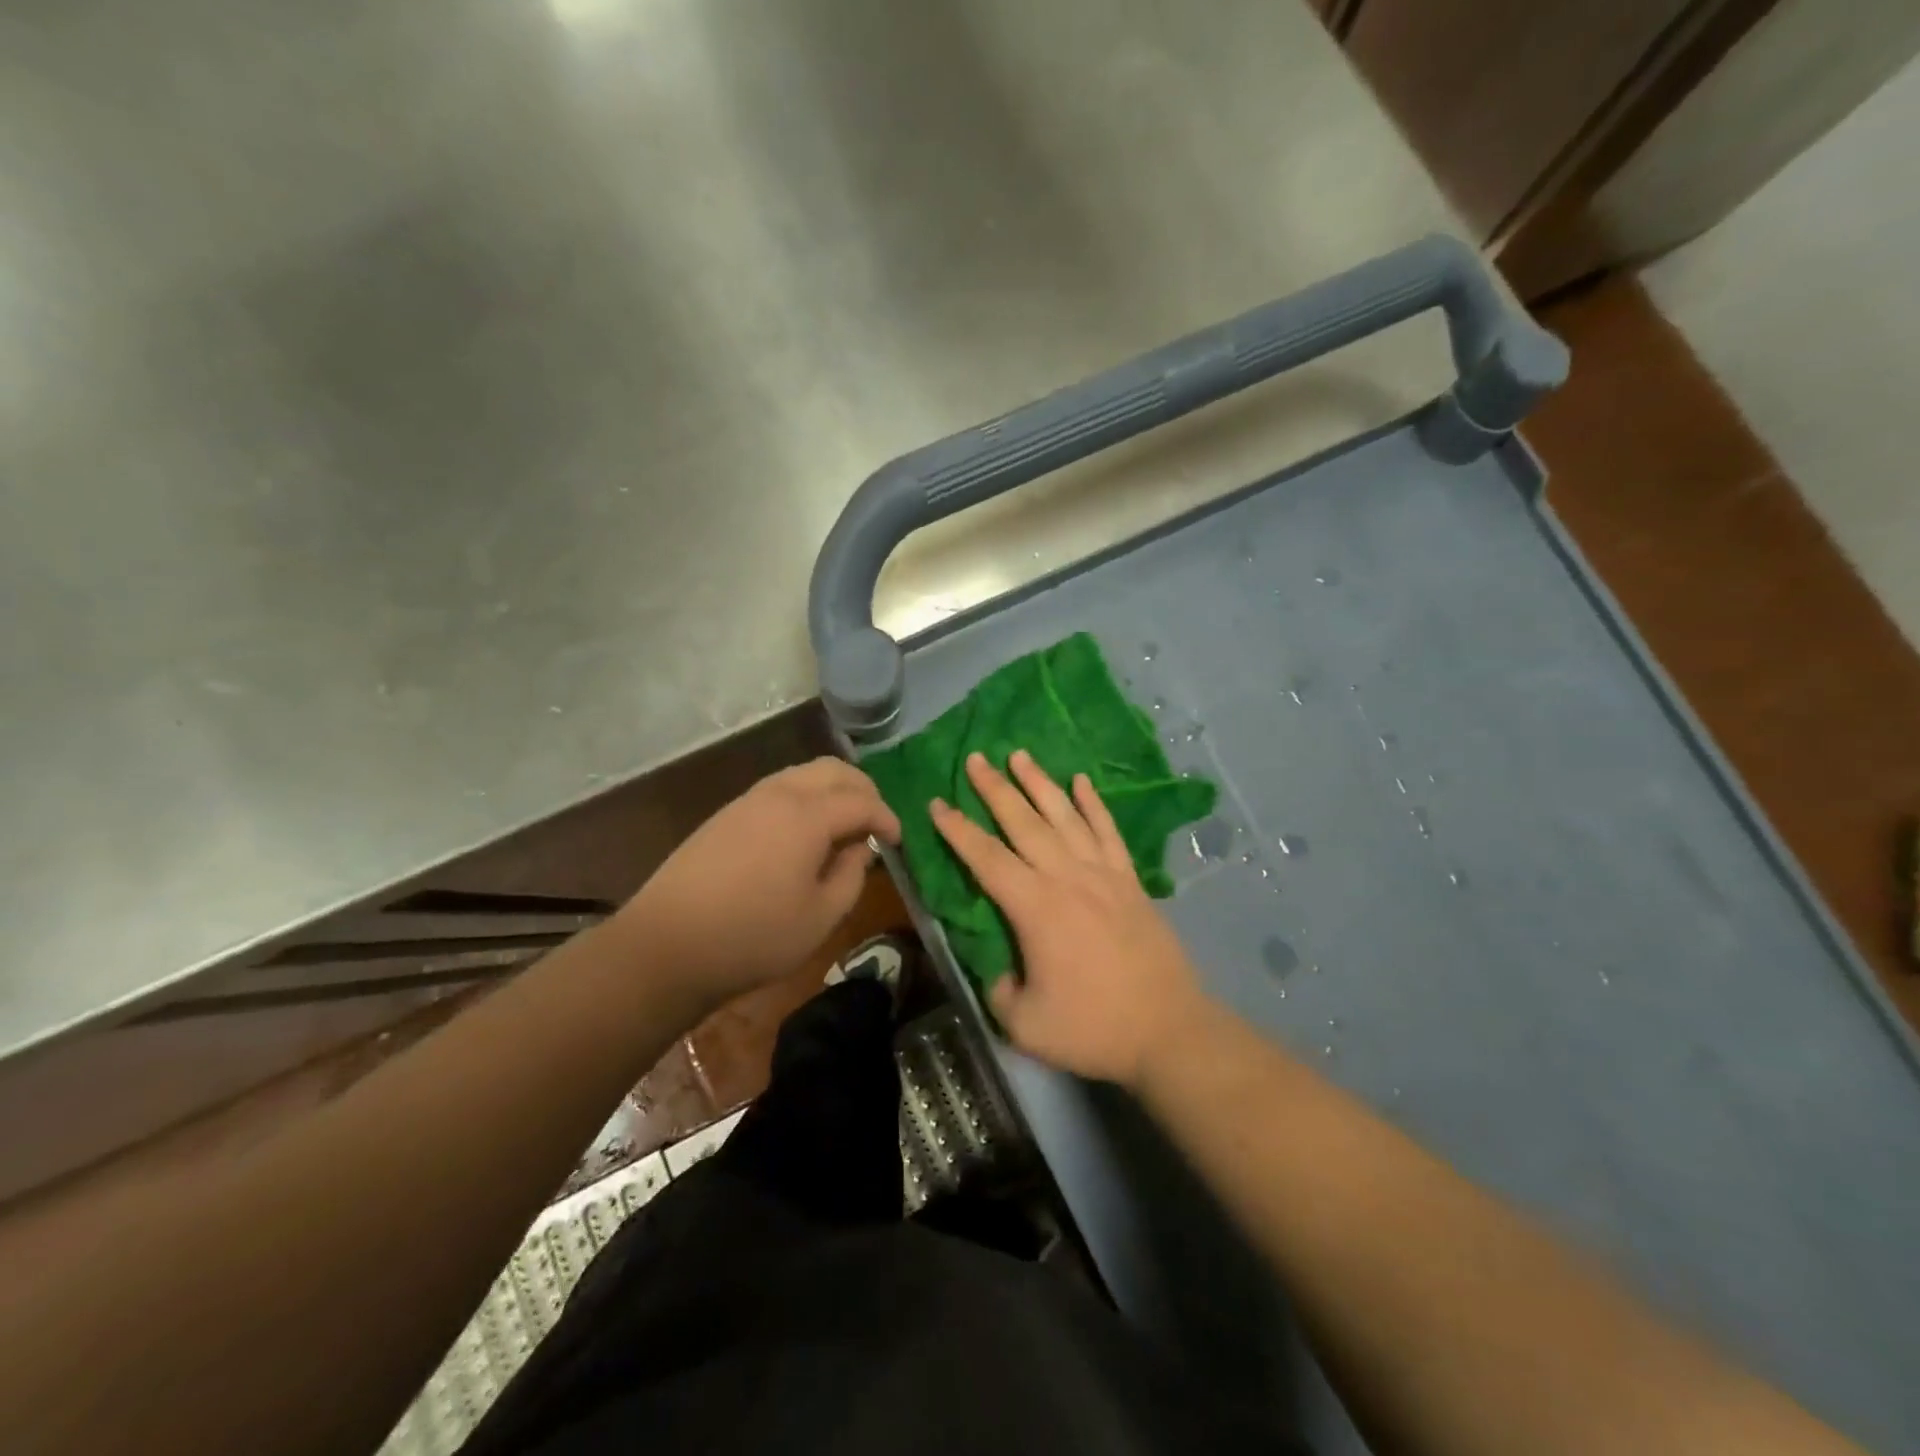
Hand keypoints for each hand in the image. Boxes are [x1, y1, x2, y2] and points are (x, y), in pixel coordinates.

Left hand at [623, 757, 900, 1009]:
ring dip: (832, 791)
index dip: (888, 818)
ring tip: (843, 827)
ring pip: (804, 774)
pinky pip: (779, 789)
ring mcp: (748, 800)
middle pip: (834, 770)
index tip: (898, 841)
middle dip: (863, 790)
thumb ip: (852, 876)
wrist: (666, 945)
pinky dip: (805, 798)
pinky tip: (804, 833)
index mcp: (808, 815)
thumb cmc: (754, 936)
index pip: (862, 801)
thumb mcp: (821, 917)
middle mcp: (780, 794)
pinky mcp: (726, 814)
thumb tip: (860, 849)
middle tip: (875, 823)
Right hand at [930, 750, 1209, 1088]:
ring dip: (1039, 783)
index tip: (937, 803)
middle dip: (995, 789)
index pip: (986, 858)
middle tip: (975, 758)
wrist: (1168, 1029)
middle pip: (1023, 822)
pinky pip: (1108, 831)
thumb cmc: (1092, 1027)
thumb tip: (1001, 968)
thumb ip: (999, 988)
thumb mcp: (1023, 1023)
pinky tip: (1082, 781)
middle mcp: (1066, 877)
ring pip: (1064, 816)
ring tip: (1019, 755)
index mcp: (1034, 907)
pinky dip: (1094, 803)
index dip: (958, 830)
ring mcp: (1103, 874)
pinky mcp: (1130, 880)